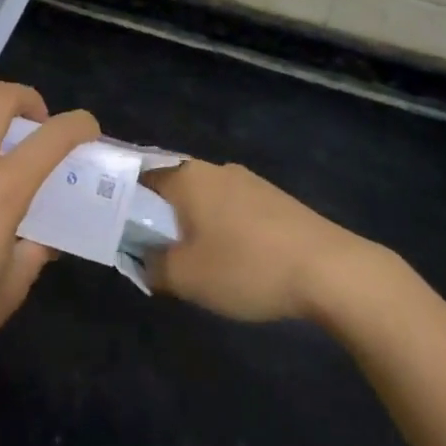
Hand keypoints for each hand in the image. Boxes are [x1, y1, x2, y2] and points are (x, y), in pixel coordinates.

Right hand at [143, 160, 369, 321]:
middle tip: (150, 249)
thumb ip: (152, 266)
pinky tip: (231, 259)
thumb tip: (142, 258)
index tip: (113, 224)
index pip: (139, 175)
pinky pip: (232, 208)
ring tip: (190, 260)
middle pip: (172, 186)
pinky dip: (221, 228)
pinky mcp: (275, 199)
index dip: (121, 197)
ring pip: (204, 198)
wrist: (331, 270)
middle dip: (157, 215)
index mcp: (187, 176)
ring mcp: (249, 181)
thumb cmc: (247, 266)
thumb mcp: (186, 277)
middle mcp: (215, 169)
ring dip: (191, 223)